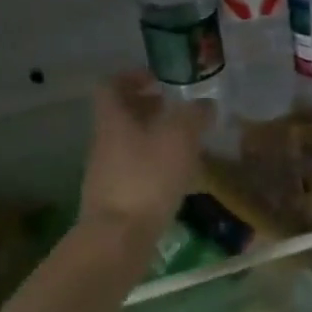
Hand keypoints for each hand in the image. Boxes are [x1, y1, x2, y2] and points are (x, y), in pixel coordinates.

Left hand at [80, 72, 212, 241]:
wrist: (119, 236)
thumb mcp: (179, 138)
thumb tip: (205, 104)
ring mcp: (108, 172)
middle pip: (123, 115)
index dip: (133, 76)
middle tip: (180, 111)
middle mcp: (105, 141)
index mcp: (114, 118)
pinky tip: (181, 179)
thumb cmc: (148, 177)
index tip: (159, 78)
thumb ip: (194, 116)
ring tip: (188, 146)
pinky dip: (158, 168)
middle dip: (151, 109)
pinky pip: (139, 172)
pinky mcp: (118, 199)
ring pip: (132, 144)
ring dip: (156, 140)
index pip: (112, 84)